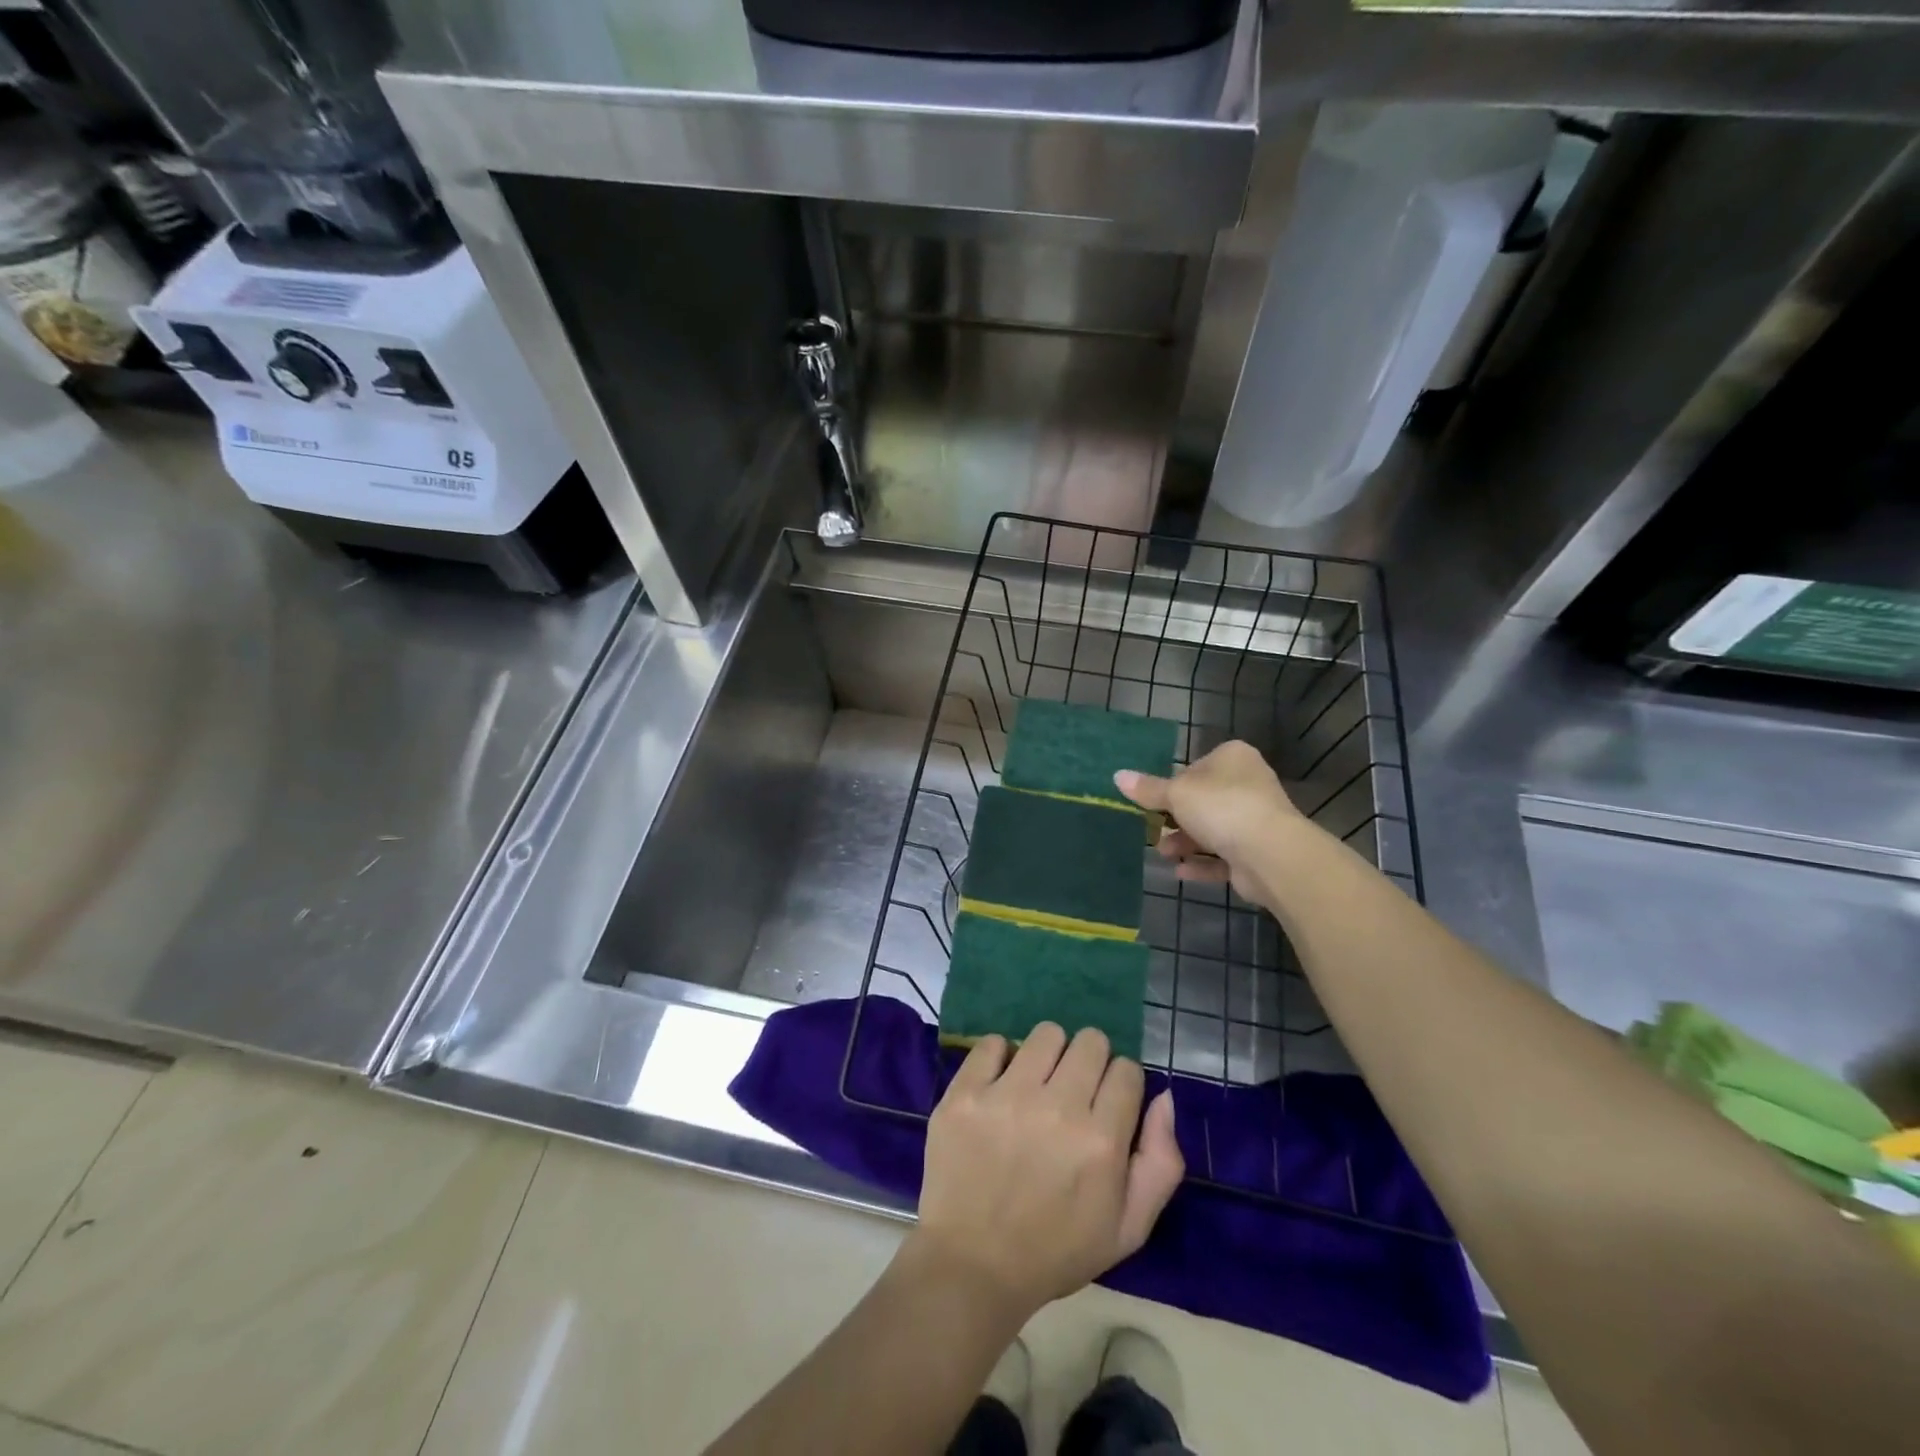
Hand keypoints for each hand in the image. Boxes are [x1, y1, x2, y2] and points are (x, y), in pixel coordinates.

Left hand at [910, 1025, 1182, 1321]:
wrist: (972, 1266)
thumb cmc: (1056, 1250)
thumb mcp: (1129, 1228)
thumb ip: (1161, 1162)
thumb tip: (1163, 1097)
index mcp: (1102, 1141)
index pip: (1127, 1070)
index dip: (1121, 1085)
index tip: (1106, 1105)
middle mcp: (1058, 1108)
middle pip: (1091, 1041)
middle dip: (1090, 1062)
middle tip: (1072, 1092)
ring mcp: (1007, 1096)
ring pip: (1046, 1033)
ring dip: (1049, 1054)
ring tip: (1036, 1084)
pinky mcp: (966, 1092)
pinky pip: (992, 1042)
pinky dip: (1000, 1057)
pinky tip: (1000, 1085)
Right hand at [1116, 741, 1303, 903]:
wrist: (1270, 854)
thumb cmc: (1221, 808)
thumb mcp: (1176, 794)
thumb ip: (1147, 789)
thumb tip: (1117, 776)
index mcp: (1233, 758)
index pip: (1196, 767)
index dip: (1174, 784)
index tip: (1154, 802)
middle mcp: (1248, 784)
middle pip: (1203, 801)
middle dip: (1176, 820)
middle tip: (1153, 831)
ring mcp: (1257, 820)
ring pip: (1213, 830)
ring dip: (1185, 843)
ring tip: (1164, 855)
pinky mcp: (1258, 852)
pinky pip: (1224, 857)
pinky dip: (1202, 864)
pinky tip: (1180, 873)